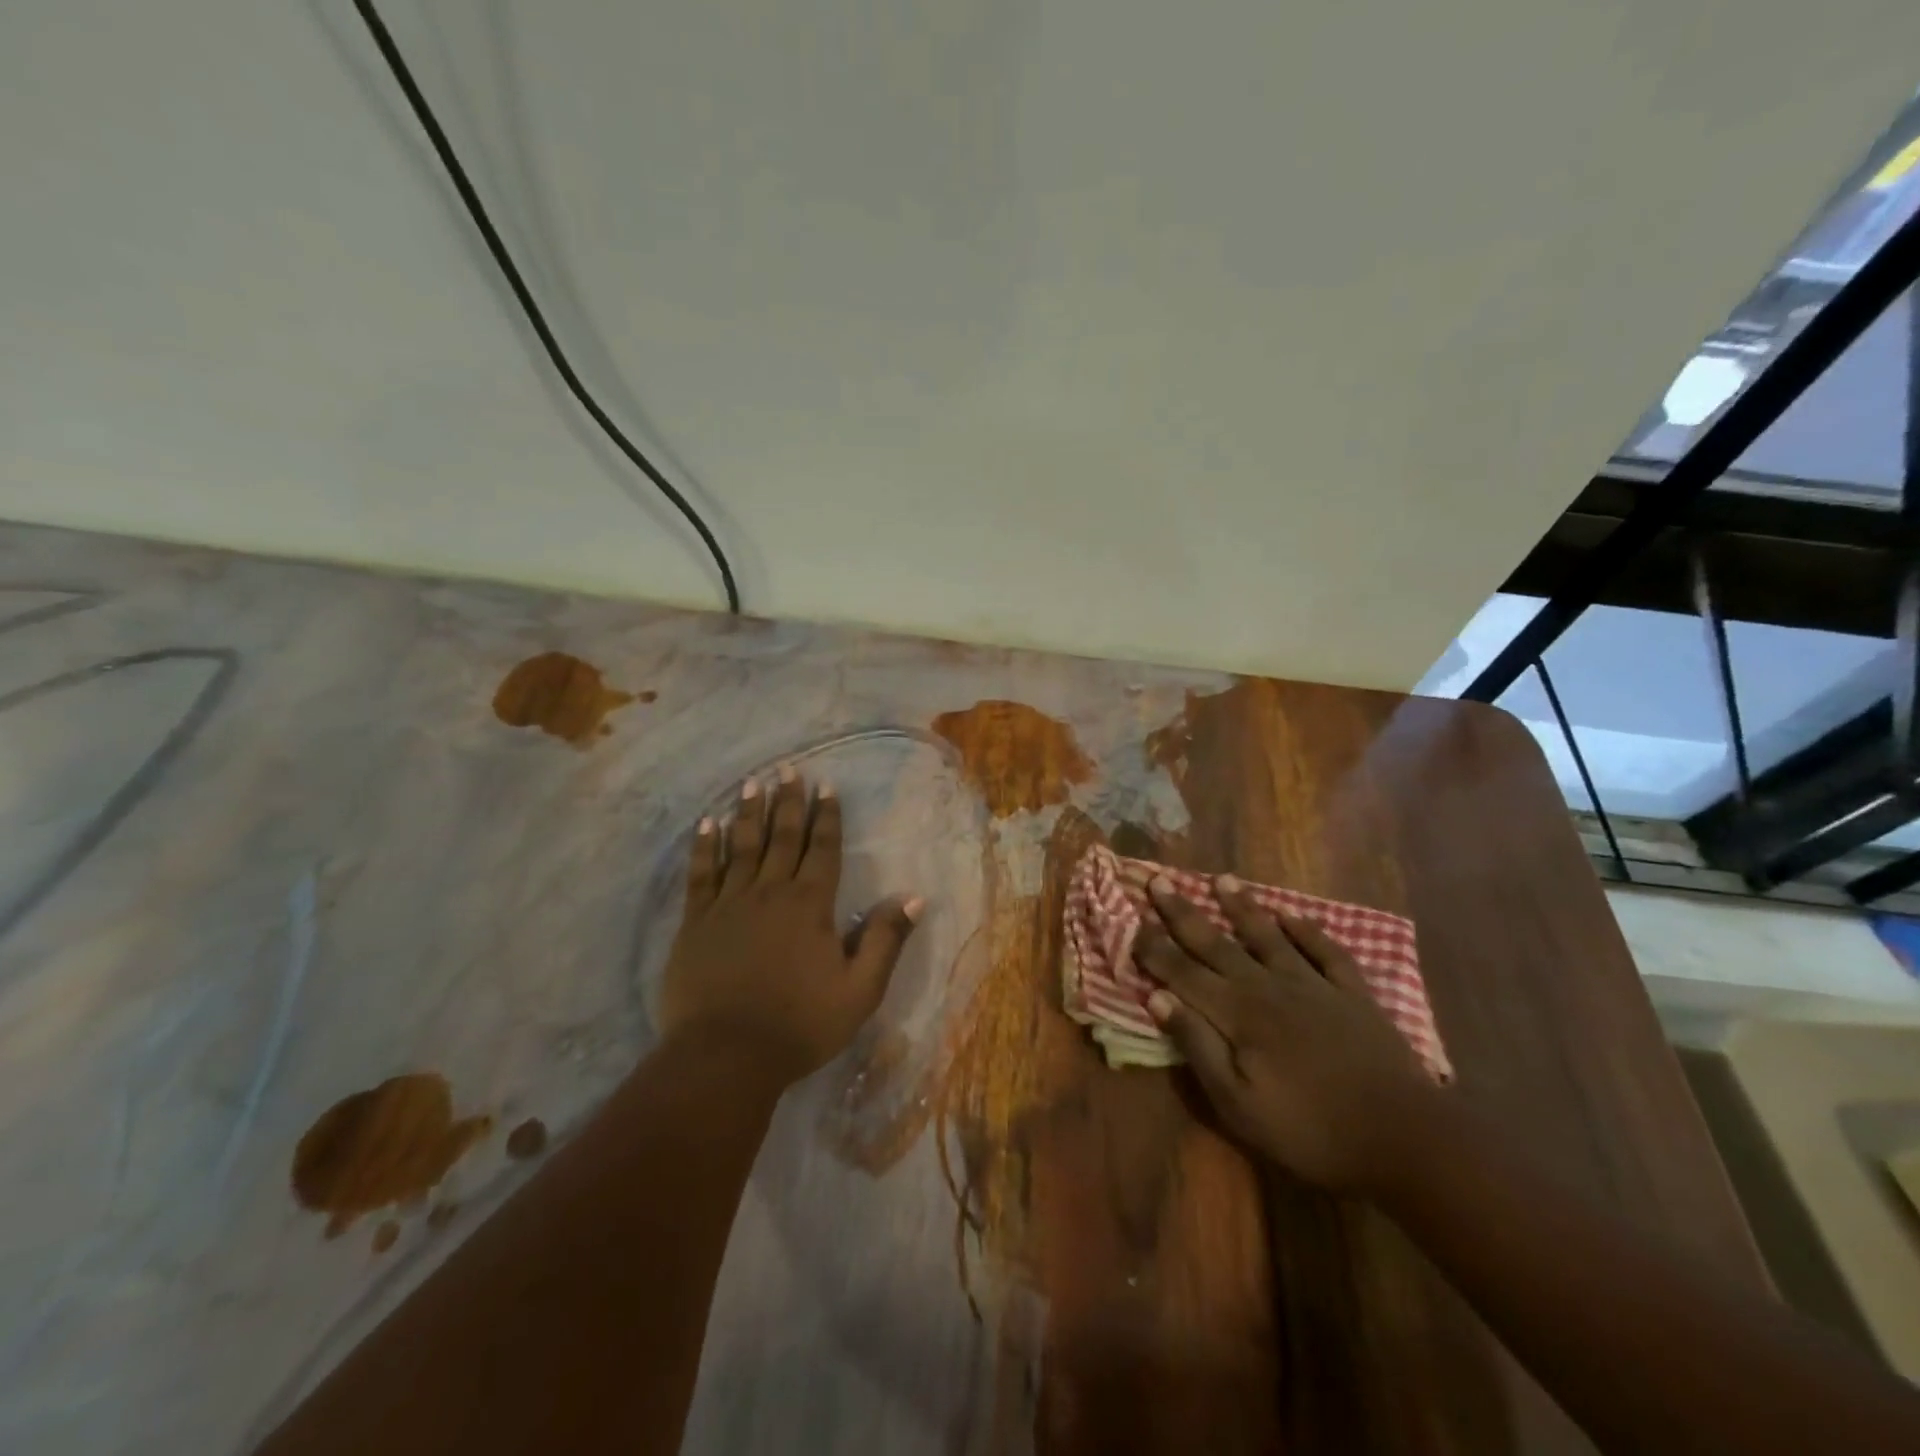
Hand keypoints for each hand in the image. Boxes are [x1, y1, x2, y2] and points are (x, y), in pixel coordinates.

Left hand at [659, 767, 922, 1085]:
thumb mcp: (860, 990)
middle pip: (782, 837)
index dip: (827, 816)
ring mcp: (729, 904)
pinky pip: (701, 874)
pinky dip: (705, 847)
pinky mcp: (696, 922)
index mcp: (810, 905)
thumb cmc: (800, 1024)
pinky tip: (706, 825)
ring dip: (748, 813)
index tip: (826, 786)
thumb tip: (914, 898)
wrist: (726, 1056)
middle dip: (788, 802)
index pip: (823, 849)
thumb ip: (885, 940)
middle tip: (789, 770)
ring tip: (752, 783)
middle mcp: (770, 892)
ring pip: (741, 846)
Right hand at [1134, 875, 1441, 1194]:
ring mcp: (1314, 985)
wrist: (1405, 1139)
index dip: (1154, 948)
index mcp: (1237, 1014)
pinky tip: (1291, 915)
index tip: (1131, 921)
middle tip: (1160, 879)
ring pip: (1268, 936)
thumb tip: (1158, 998)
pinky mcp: (1352, 994)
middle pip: (1217, 943)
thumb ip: (1198, 1047)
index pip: (1183, 972)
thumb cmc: (1311, 1131)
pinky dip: (1307, 930)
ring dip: (1242, 907)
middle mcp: (1268, 987)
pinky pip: (1325, 951)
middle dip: (1183, 913)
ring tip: (1222, 880)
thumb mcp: (1239, 1105)